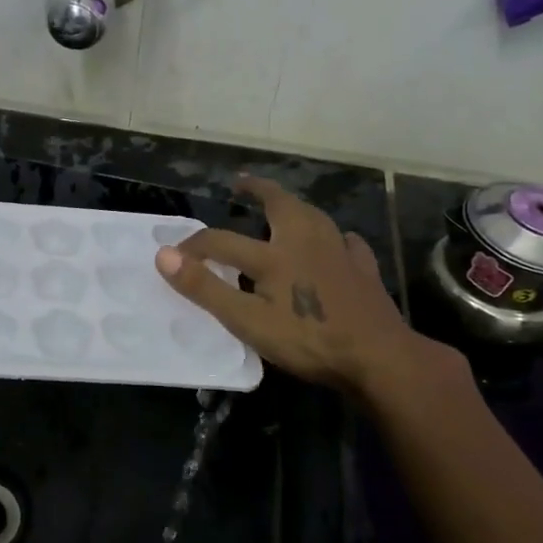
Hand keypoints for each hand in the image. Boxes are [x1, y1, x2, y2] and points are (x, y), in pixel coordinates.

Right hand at [154, 177, 442, 400]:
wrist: (379, 358)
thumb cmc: (308, 340)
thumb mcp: (246, 320)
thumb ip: (204, 288)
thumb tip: (163, 255)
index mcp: (274, 255)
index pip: (221, 241)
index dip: (194, 245)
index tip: (174, 254)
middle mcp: (306, 242)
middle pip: (280, 205)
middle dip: (258, 191)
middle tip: (242, 185)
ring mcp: (340, 254)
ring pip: (315, 217)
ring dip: (295, 207)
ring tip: (284, 207)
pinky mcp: (364, 271)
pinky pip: (348, 244)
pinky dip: (336, 238)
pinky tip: (338, 243)